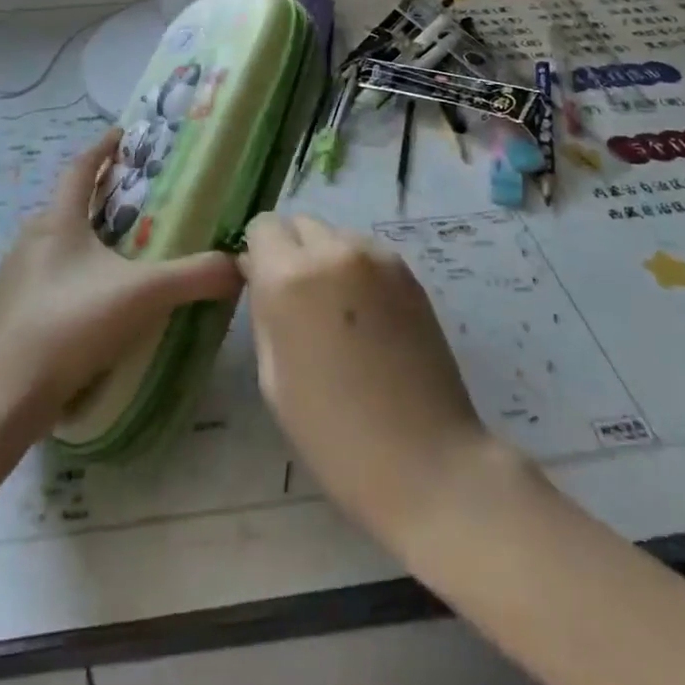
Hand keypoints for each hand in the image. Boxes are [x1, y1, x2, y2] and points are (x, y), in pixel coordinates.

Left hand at [0, 129, 240, 433]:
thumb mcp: (144, 295)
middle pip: (64, 205)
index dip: (102, 148)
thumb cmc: (73, 325)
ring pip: (51, 243)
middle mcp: (29, 239)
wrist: (4, 395)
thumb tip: (239, 264)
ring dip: (79, 238)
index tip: (122, 135)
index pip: (79, 168)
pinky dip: (65, 274)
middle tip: (129, 201)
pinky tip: (85, 302)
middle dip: (95, 196)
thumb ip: (194, 276)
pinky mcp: (5, 311)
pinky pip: (41, 277)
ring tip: (112, 253)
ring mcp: (12, 276)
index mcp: (58, 222)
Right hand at [240, 213, 490, 543]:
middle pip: (300, 223)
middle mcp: (333, 252)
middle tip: (298, 301)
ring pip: (335, 235)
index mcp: (290, 278)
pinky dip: (357, 270)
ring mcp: (378, 258)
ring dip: (325, 258)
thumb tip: (260, 275)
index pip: (262, 227)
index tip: (263, 285)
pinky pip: (367, 253)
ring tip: (338, 312)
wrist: (426, 461)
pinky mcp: (409, 272)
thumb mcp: (273, 376)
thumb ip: (264, 311)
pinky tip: (367, 318)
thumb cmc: (333, 434)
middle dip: (291, 251)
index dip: (258, 254)